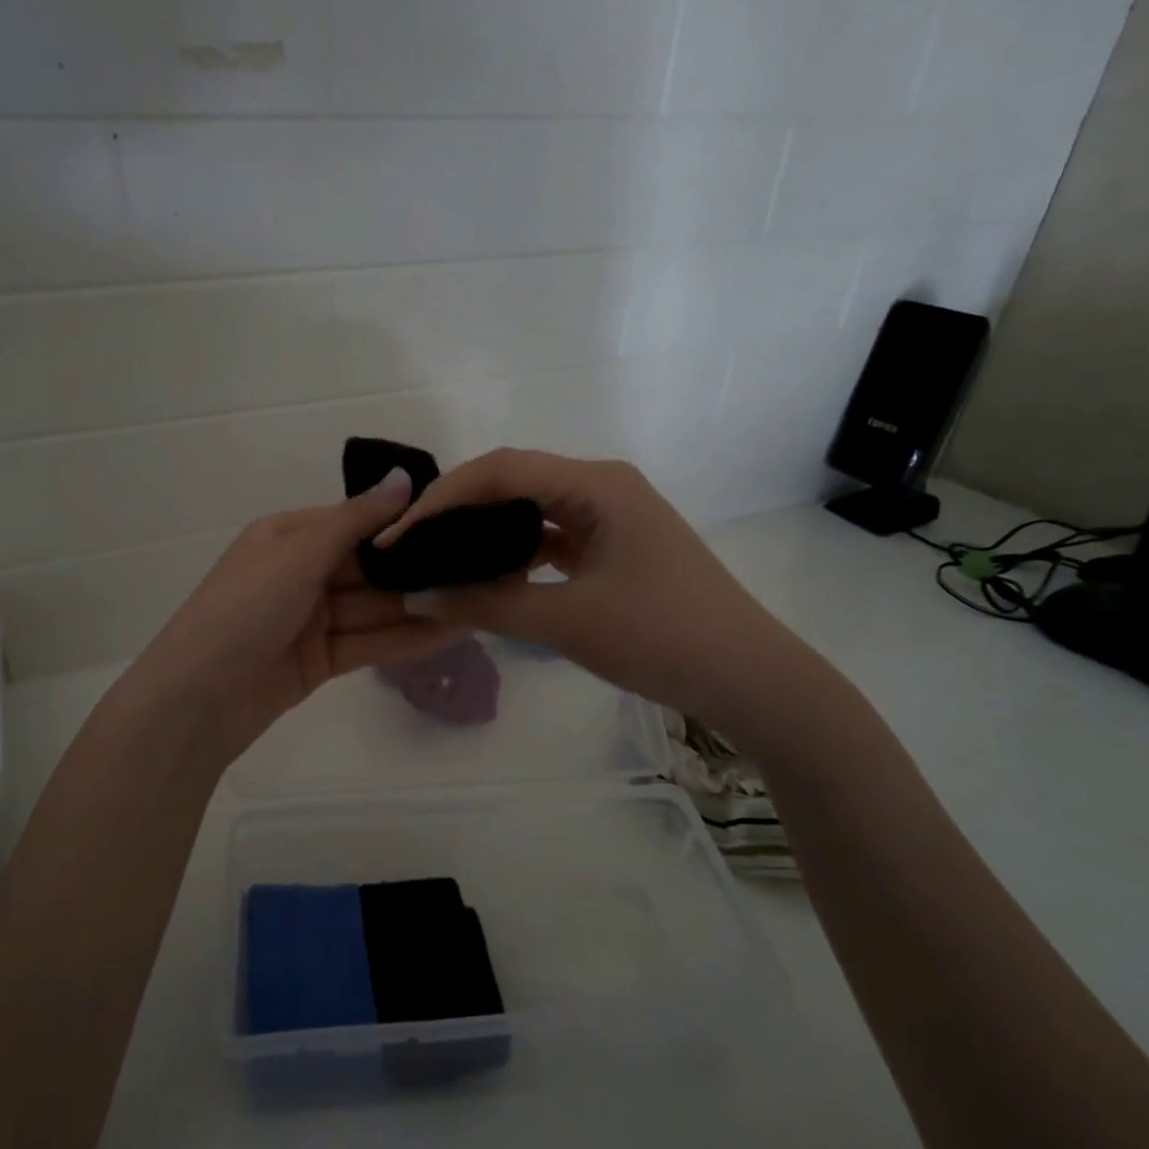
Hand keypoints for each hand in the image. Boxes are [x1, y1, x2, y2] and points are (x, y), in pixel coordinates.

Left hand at [119, 469, 461, 761]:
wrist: (195, 702)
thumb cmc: (242, 612)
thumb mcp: (296, 556)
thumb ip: (354, 521)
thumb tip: (403, 477)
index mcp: (288, 537)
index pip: (354, 521)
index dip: (401, 522)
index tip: (454, 521)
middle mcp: (301, 573)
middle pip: (368, 567)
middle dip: (416, 569)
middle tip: (476, 566)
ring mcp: (311, 620)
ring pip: (373, 608)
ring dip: (418, 606)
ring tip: (475, 600)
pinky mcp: (320, 661)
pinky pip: (368, 643)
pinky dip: (404, 639)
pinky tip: (449, 632)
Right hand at [377, 449, 793, 726]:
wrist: (749, 678)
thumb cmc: (661, 638)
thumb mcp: (566, 621)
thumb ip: (486, 605)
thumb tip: (416, 597)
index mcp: (597, 484)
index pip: (501, 470)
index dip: (443, 498)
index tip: (400, 535)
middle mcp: (603, 486)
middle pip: (514, 481)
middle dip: (459, 510)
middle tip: (412, 544)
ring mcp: (612, 516)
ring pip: (532, 510)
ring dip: (486, 531)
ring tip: (440, 557)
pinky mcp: (615, 547)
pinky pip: (553, 537)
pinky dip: (517, 553)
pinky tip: (489, 576)